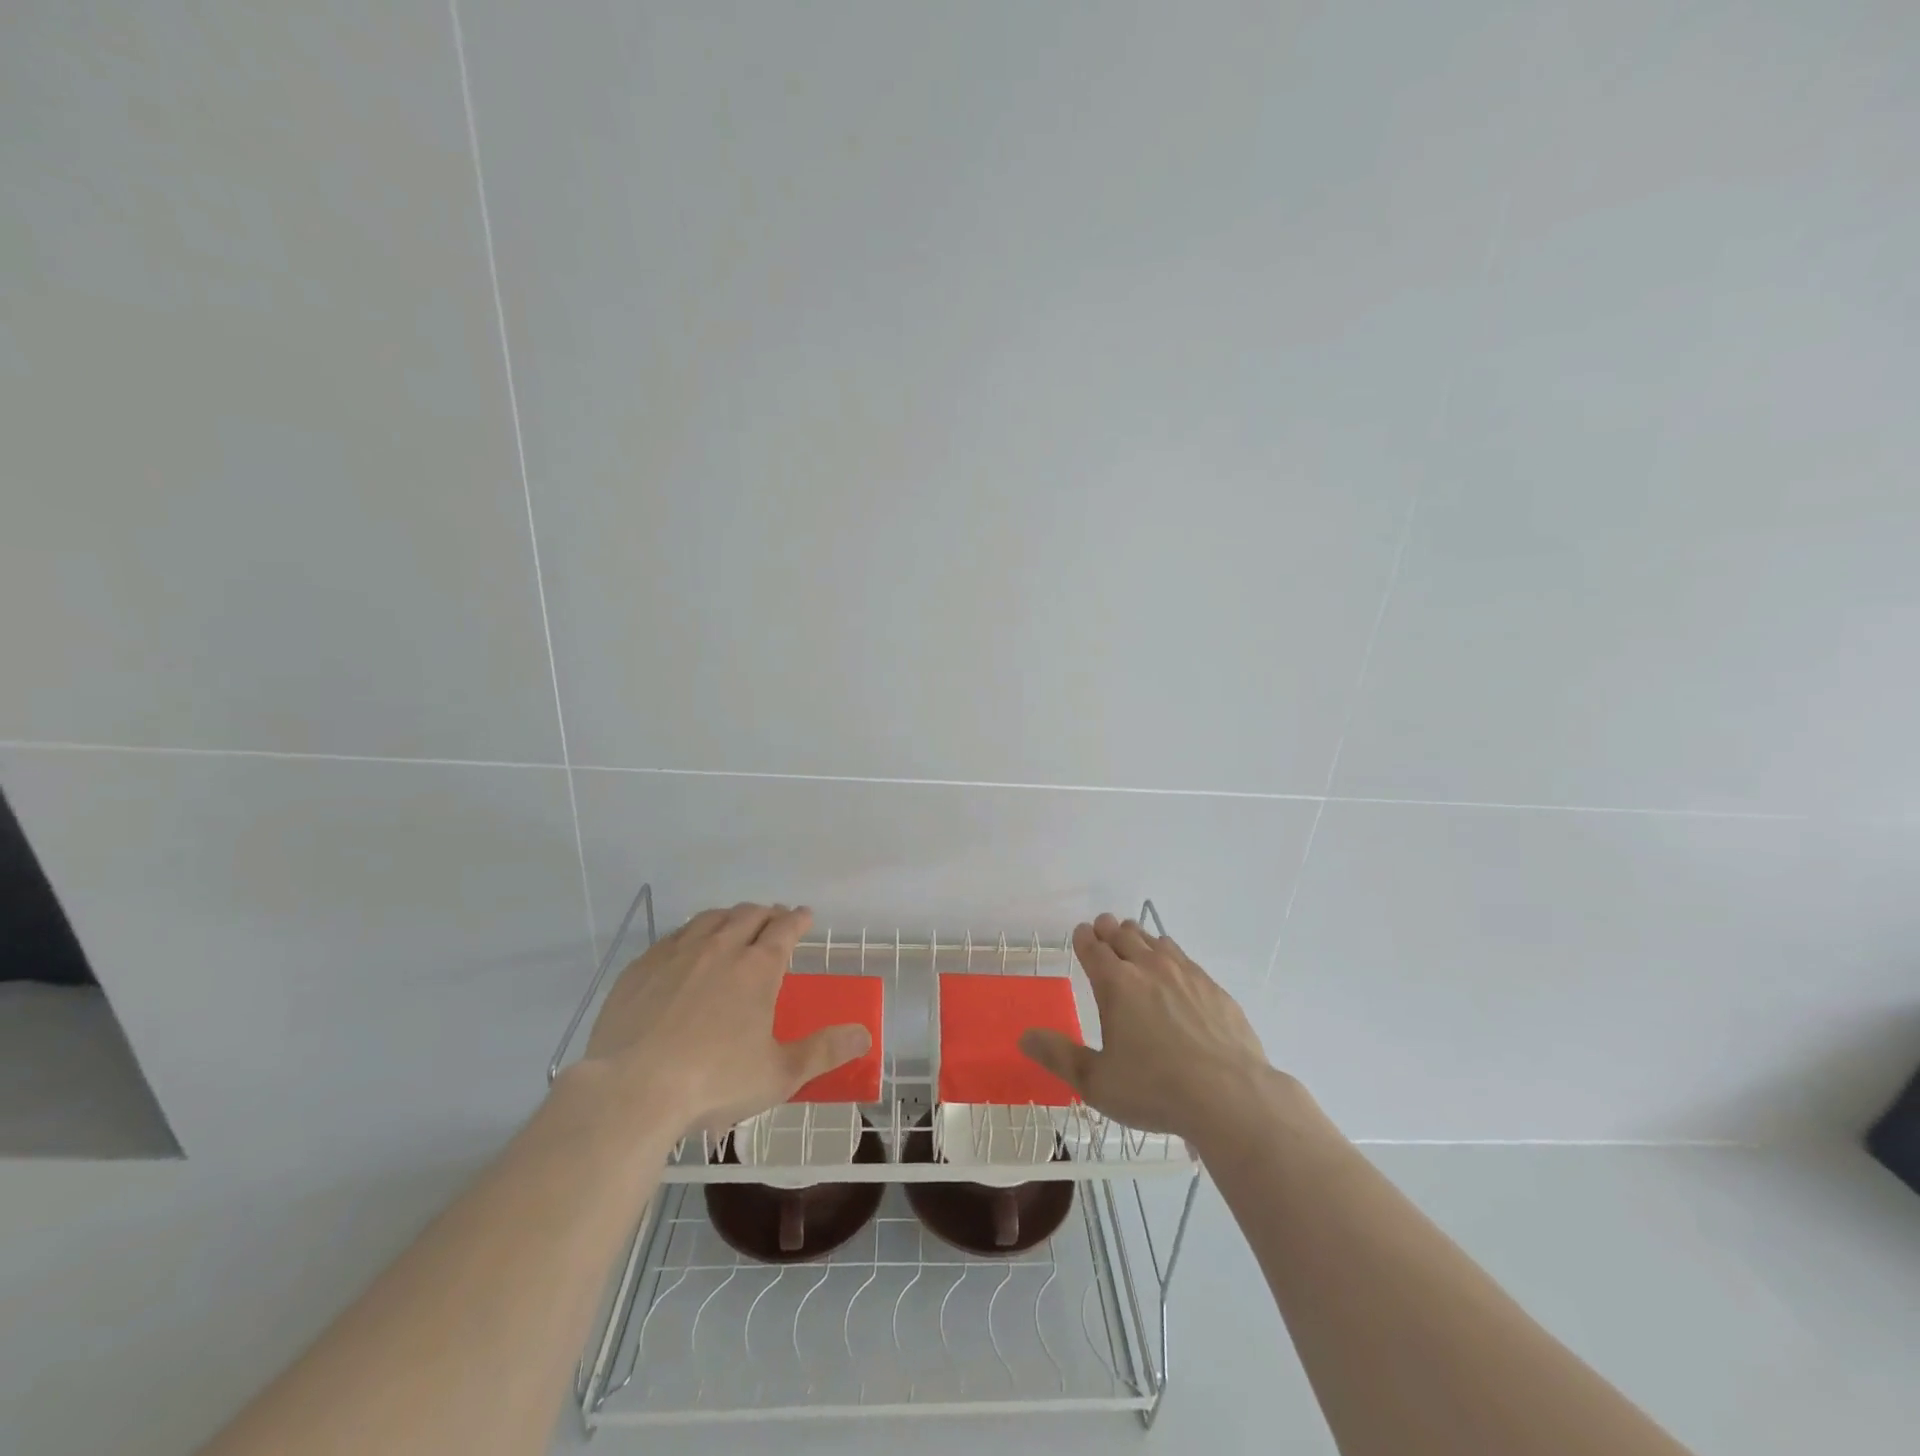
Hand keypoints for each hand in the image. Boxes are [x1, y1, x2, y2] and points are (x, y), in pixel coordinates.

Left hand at [579, 903, 870, 1136]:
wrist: (630, 1091)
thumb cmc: (714, 1082)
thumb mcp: (780, 1074)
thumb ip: (824, 1052)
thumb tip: (864, 1035)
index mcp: (758, 968)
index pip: (785, 929)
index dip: (799, 919)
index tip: (805, 915)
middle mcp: (720, 948)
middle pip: (748, 916)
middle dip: (766, 913)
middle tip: (774, 918)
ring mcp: (677, 954)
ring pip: (709, 919)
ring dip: (729, 916)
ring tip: (734, 923)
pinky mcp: (641, 968)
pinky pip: (673, 936)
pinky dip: (691, 933)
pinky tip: (686, 946)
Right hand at [1019, 913, 1274, 1143]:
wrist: (1231, 1097)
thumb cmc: (1155, 1090)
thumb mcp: (1096, 1082)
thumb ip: (1058, 1056)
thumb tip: (1024, 1036)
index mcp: (1115, 984)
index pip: (1093, 947)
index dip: (1084, 938)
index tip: (1082, 933)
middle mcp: (1148, 968)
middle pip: (1124, 935)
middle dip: (1110, 929)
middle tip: (1104, 927)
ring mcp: (1185, 974)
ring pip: (1155, 941)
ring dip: (1140, 936)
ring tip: (1134, 939)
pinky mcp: (1213, 988)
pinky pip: (1184, 958)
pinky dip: (1170, 954)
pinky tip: (1174, 967)